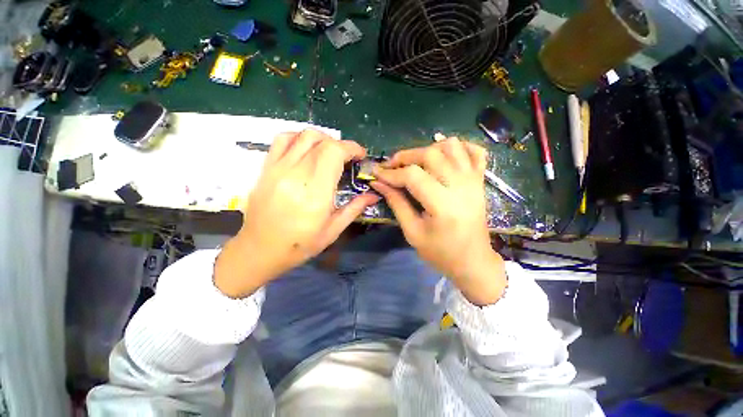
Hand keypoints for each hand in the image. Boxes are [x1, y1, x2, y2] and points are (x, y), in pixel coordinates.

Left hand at [215, 129, 378, 297]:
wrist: (260, 249)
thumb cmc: (300, 244)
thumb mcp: (333, 230)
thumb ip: (355, 208)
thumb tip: (373, 195)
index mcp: (316, 192)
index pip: (334, 152)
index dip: (351, 148)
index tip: (360, 156)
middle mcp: (296, 174)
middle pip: (322, 142)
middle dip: (341, 145)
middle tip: (348, 159)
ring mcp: (278, 168)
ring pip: (303, 135)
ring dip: (322, 139)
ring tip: (329, 153)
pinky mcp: (266, 168)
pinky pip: (282, 140)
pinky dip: (299, 138)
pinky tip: (306, 150)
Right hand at [371, 137, 505, 304]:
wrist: (473, 261)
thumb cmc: (440, 252)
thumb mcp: (412, 232)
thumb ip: (396, 203)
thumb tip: (379, 183)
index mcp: (443, 205)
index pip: (413, 176)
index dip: (391, 173)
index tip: (376, 173)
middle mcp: (461, 186)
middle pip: (430, 154)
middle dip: (405, 156)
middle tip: (391, 166)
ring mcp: (474, 180)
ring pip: (451, 146)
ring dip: (429, 148)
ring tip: (416, 161)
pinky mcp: (480, 180)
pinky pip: (474, 151)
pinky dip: (458, 147)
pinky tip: (444, 156)